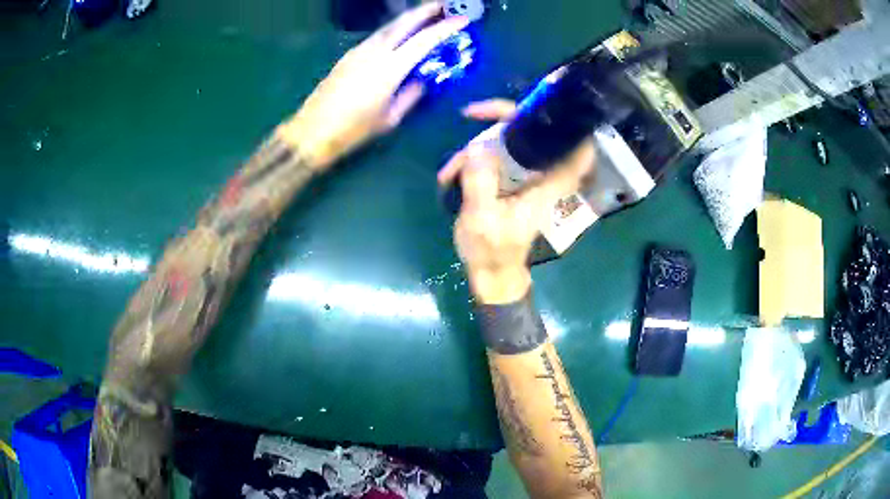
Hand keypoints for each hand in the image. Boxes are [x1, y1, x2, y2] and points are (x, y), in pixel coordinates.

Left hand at [280, 2, 468, 169]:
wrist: (312, 131)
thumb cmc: (353, 130)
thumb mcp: (390, 118)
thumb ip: (410, 95)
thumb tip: (422, 80)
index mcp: (390, 68)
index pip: (424, 40)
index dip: (445, 28)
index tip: (462, 20)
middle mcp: (375, 52)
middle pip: (403, 23)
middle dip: (425, 10)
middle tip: (442, 4)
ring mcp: (358, 51)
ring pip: (388, 27)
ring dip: (407, 18)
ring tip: (423, 15)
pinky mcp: (348, 56)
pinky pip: (376, 37)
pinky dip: (392, 30)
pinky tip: (398, 35)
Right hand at [438, 100, 595, 303]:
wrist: (491, 274)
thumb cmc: (492, 250)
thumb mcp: (482, 218)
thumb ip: (481, 181)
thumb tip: (477, 146)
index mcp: (546, 184)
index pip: (571, 147)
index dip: (564, 121)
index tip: (540, 102)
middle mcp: (540, 175)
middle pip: (530, 130)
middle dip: (497, 120)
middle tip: (470, 114)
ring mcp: (524, 177)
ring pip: (505, 142)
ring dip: (475, 149)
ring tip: (448, 174)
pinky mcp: (509, 181)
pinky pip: (493, 156)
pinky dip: (472, 161)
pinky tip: (450, 177)